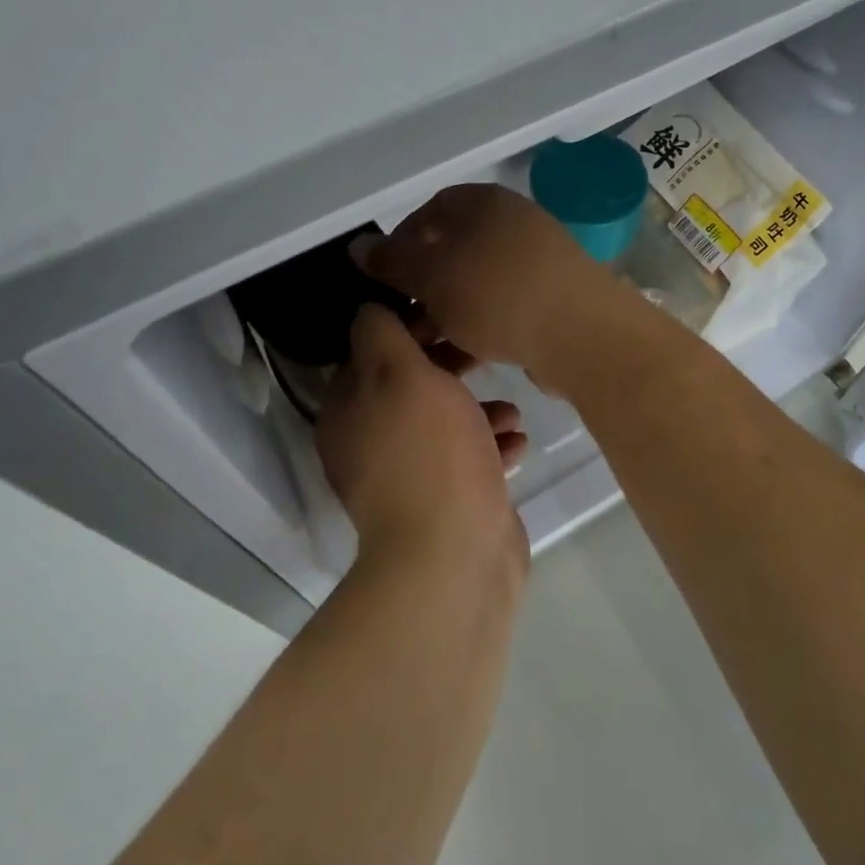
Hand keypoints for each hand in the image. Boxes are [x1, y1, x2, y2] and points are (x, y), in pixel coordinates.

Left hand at [315, 304, 530, 573]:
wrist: (455, 555)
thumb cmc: (429, 451)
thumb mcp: (400, 372)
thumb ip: (381, 333)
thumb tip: (371, 309)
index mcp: (348, 411)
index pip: (372, 352)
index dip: (411, 329)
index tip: (450, 318)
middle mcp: (369, 443)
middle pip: (411, 387)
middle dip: (451, 369)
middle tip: (485, 357)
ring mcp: (406, 477)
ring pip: (443, 424)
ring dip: (477, 411)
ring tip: (511, 412)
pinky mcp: (444, 504)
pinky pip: (466, 462)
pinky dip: (489, 448)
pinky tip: (517, 445)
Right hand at [355, 184, 633, 379]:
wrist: (582, 334)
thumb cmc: (497, 295)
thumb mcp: (432, 276)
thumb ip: (392, 261)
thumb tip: (359, 246)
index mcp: (484, 202)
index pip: (430, 211)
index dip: (401, 244)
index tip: (384, 280)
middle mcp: (514, 222)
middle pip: (454, 249)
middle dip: (424, 286)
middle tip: (405, 320)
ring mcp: (539, 259)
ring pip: (478, 282)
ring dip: (449, 311)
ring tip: (431, 346)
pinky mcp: (554, 296)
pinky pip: (505, 304)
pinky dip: (482, 323)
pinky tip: (469, 353)